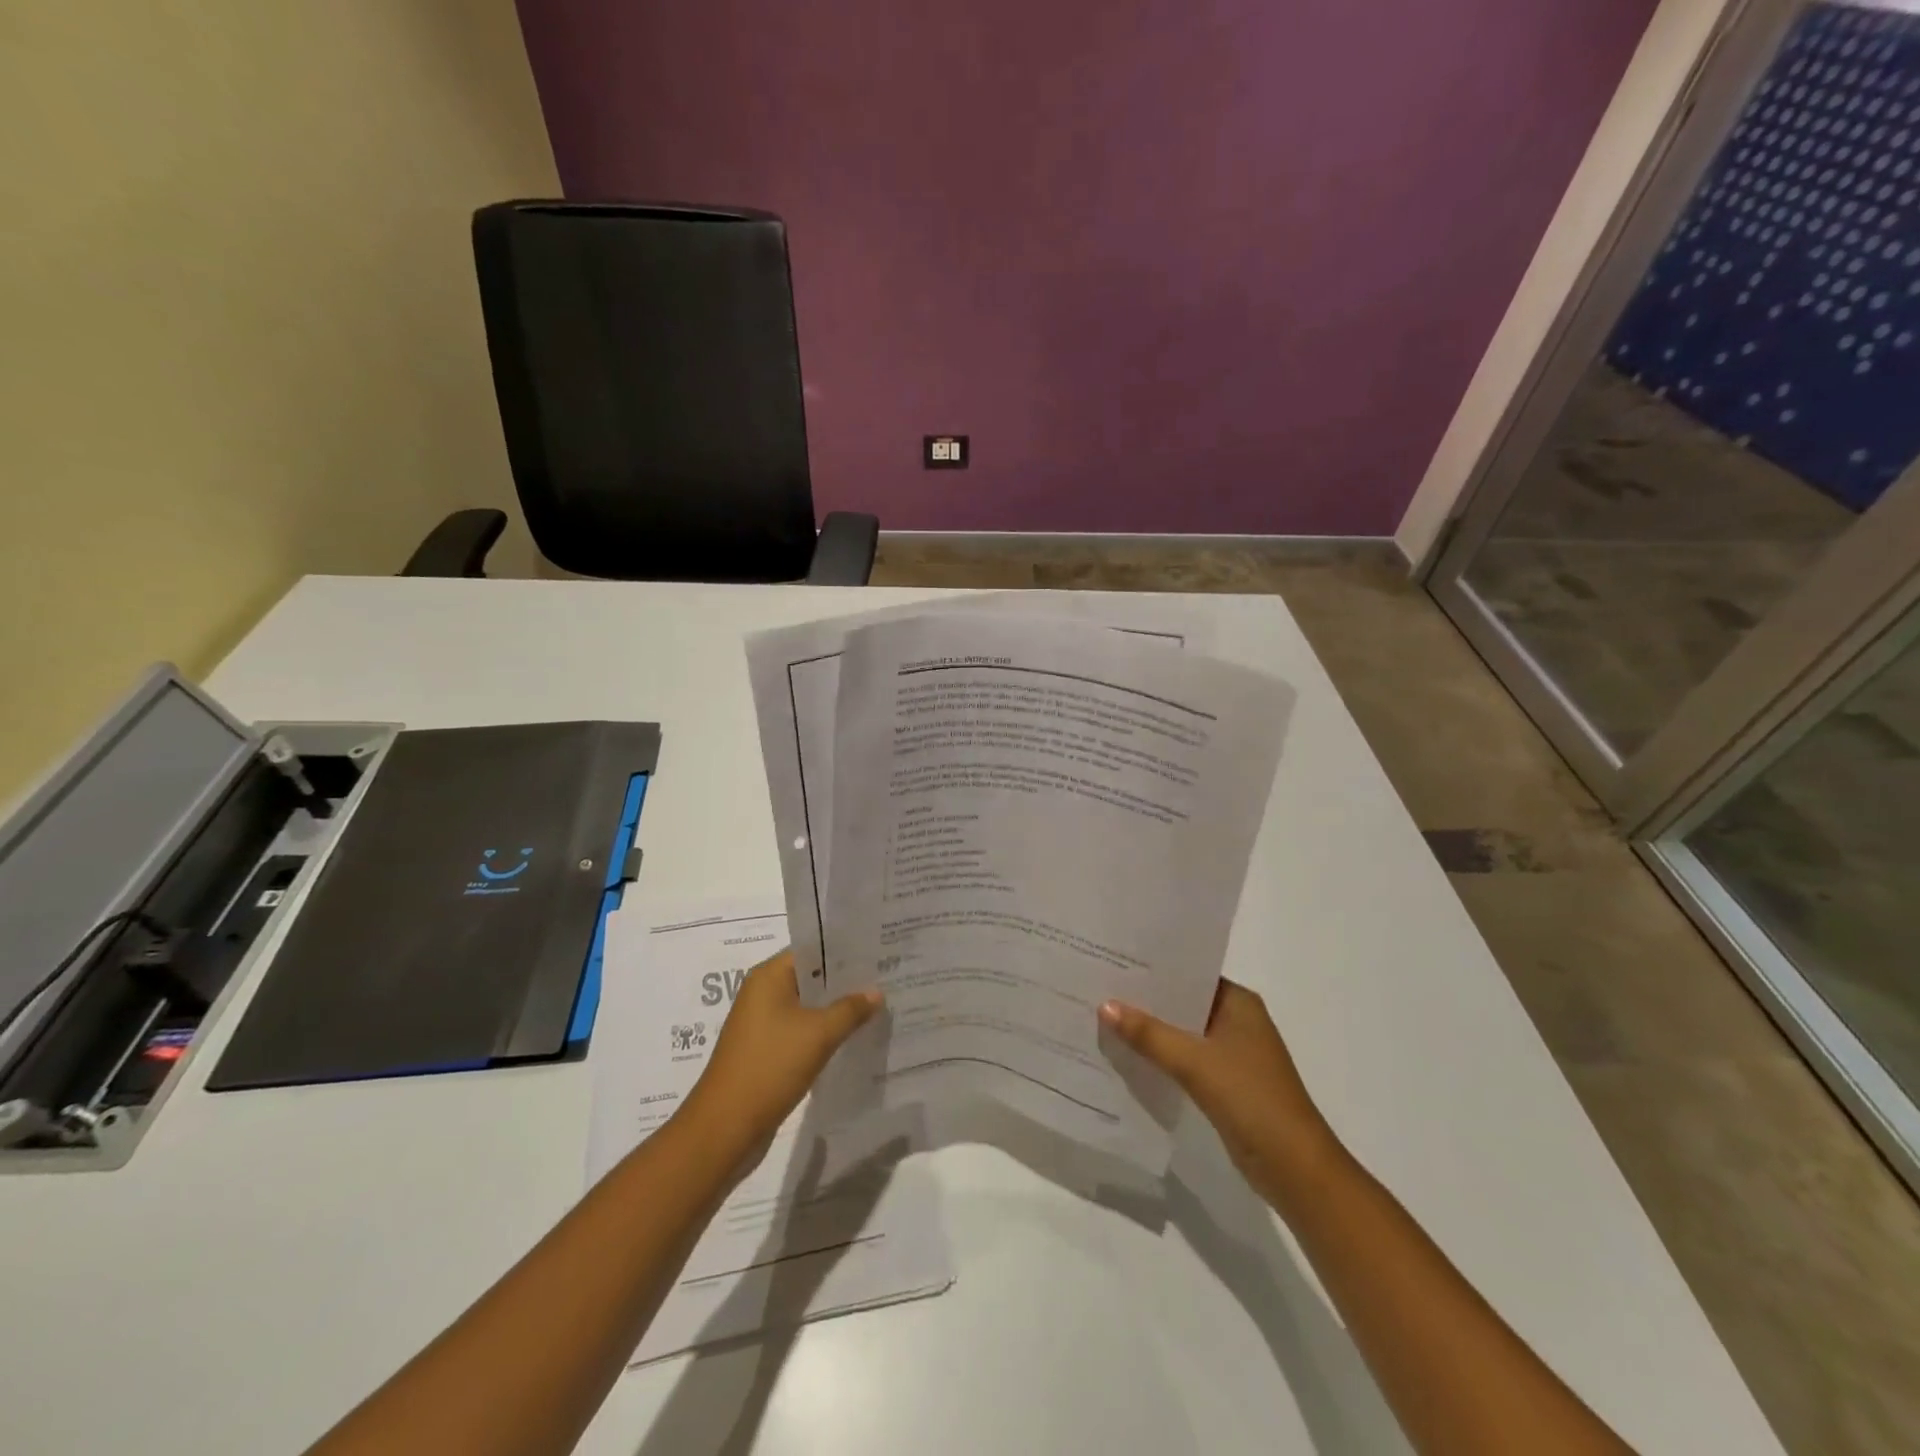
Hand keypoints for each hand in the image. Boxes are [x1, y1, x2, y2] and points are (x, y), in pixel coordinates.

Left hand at [683, 949, 880, 1154]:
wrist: (725, 1128)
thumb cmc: (770, 1067)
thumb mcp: (818, 1034)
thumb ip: (850, 1009)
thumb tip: (876, 992)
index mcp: (768, 977)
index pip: (812, 949)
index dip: (845, 950)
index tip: (878, 951)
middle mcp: (763, 993)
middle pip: (811, 977)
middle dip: (846, 980)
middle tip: (886, 977)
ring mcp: (763, 1023)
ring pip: (808, 1006)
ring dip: (837, 1008)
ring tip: (877, 1005)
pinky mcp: (766, 1050)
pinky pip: (802, 1030)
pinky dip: (824, 1031)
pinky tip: (853, 1036)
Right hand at [1099, 980, 1341, 1201]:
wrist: (1295, 1169)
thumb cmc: (1252, 1099)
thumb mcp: (1195, 1062)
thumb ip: (1149, 1034)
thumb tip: (1105, 1005)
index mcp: (1239, 1002)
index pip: (1190, 972)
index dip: (1153, 967)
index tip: (1114, 958)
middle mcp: (1236, 1020)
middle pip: (1182, 1002)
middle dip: (1145, 998)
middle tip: (1098, 984)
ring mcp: (1232, 1053)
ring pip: (1181, 1032)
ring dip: (1150, 1030)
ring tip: (1102, 1015)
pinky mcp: (1224, 1083)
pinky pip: (1184, 1059)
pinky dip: (1160, 1056)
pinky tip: (1126, 1054)